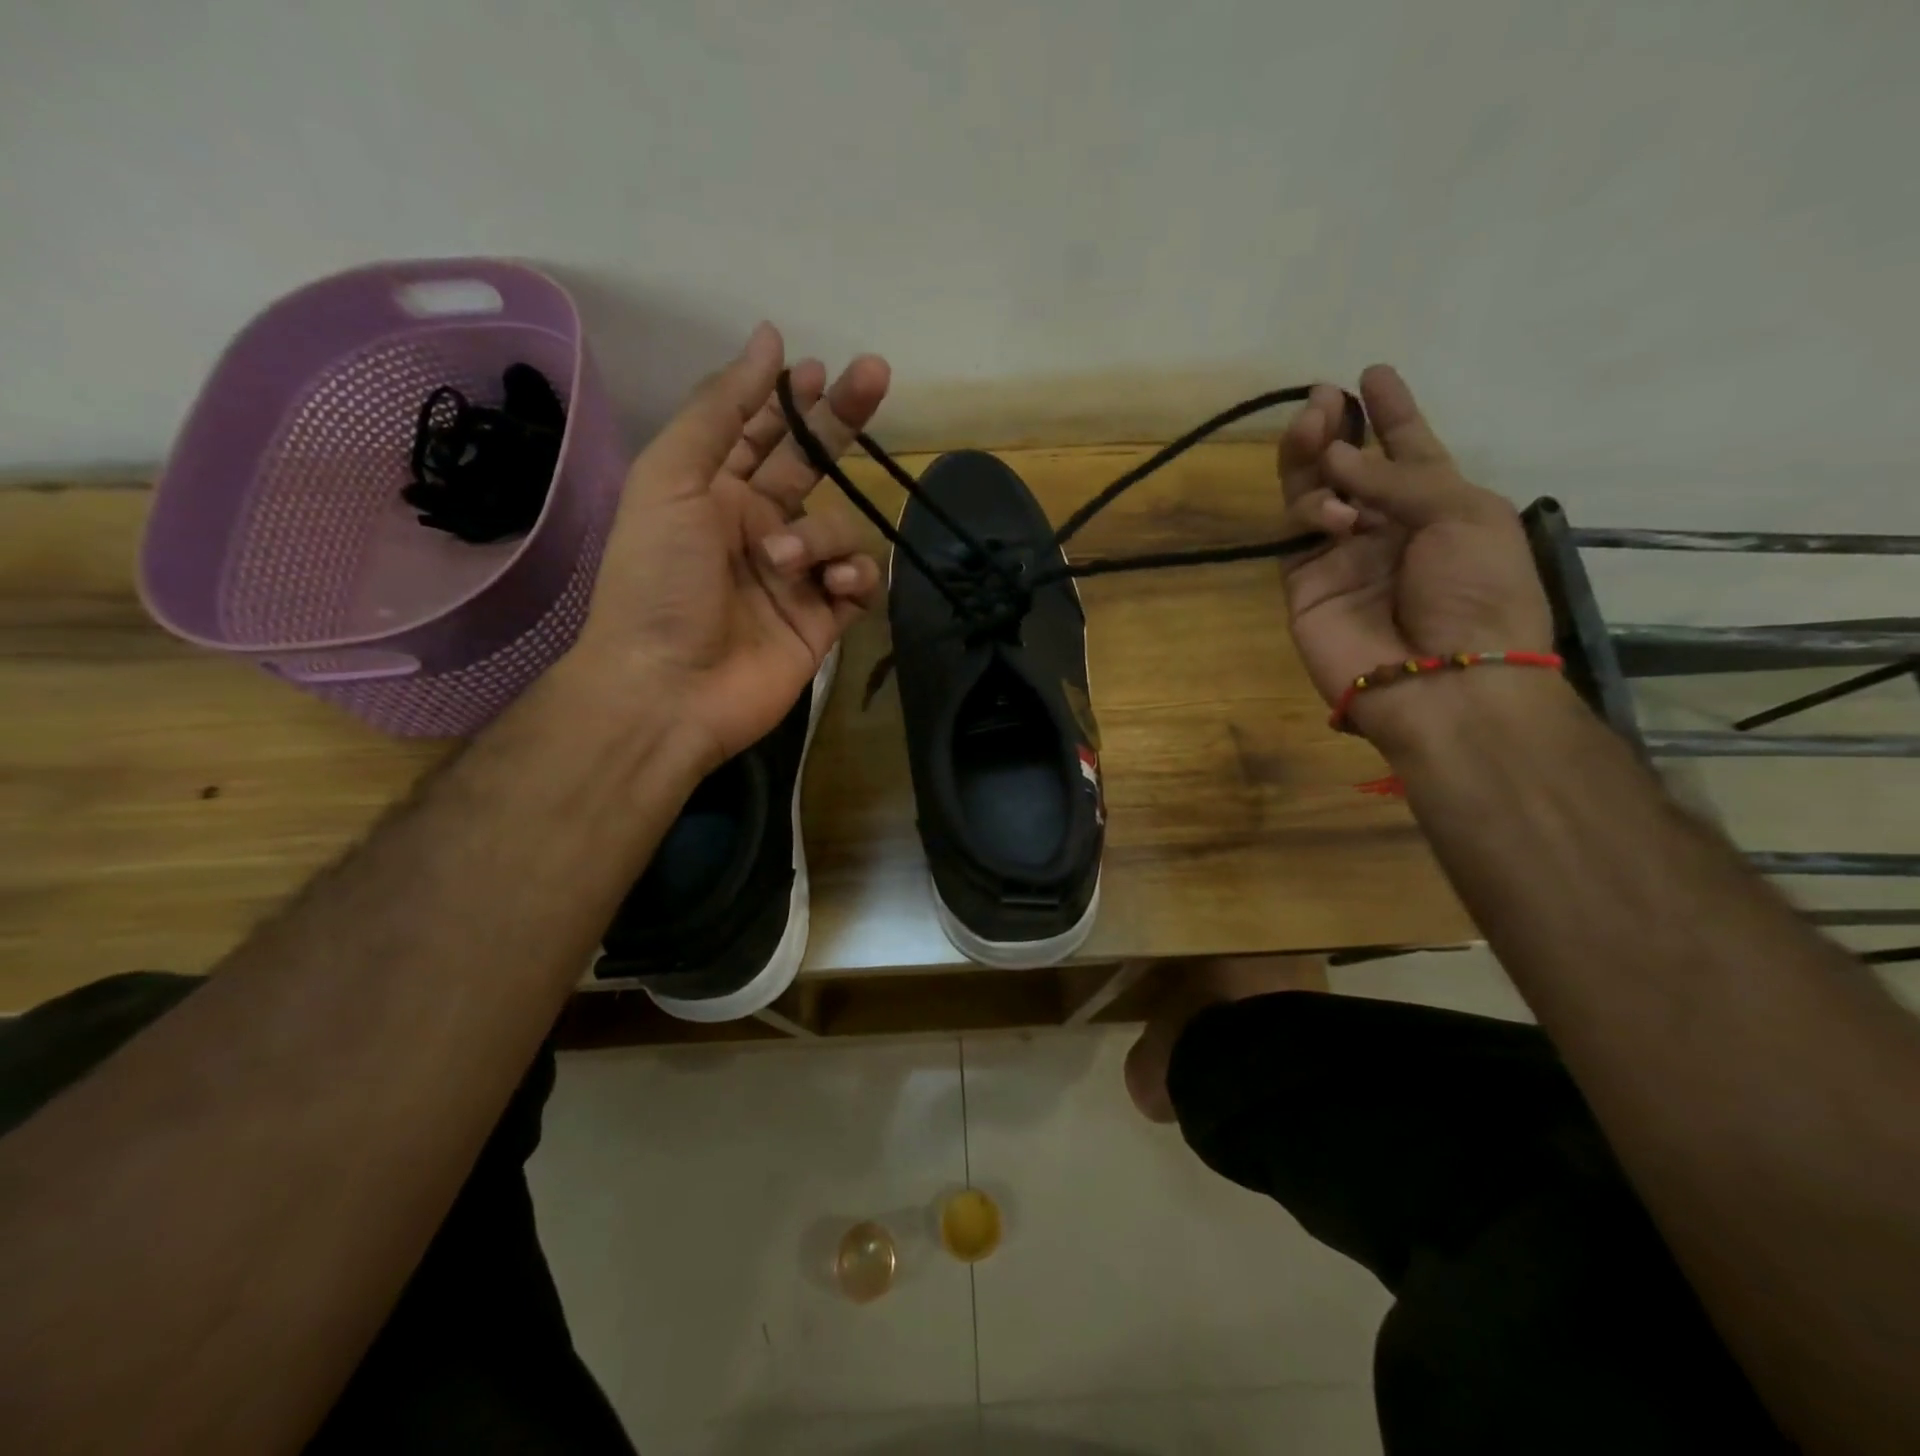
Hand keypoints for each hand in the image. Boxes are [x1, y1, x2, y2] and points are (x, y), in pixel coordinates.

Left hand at [568, 323, 889, 768]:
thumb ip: (722, 409)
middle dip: (843, 420)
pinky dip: (854, 577)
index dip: (791, 399)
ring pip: (843, 528)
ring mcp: (796, 575)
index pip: (763, 433)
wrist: (669, 687)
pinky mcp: (824, 620)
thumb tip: (770, 339)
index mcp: (716, 492)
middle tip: (877, 374)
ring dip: (824, 535)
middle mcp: (760, 526)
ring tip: (786, 561)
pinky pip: (861, 582)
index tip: (819, 367)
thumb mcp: (673, 478)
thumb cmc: (659, 579)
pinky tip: (832, 588)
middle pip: (814, 466)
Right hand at [1277, 365, 1552, 730]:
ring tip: (1313, 422)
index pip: (1408, 452)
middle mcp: (1385, 528)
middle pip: (1351, 467)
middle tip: (1323, 397)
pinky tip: (1332, 510)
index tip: (1373, 373)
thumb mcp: (1463, 515)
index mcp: (1439, 508)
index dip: (1392, 413)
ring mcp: (1340, 557)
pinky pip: (1295, 534)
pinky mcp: (1303, 585)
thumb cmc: (1478, 593)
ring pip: (1313, 494)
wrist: (1444, 680)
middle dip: (1339, 428)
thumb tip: (1335, 459)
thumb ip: (1398, 477)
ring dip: (1312, 455)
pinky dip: (1307, 510)